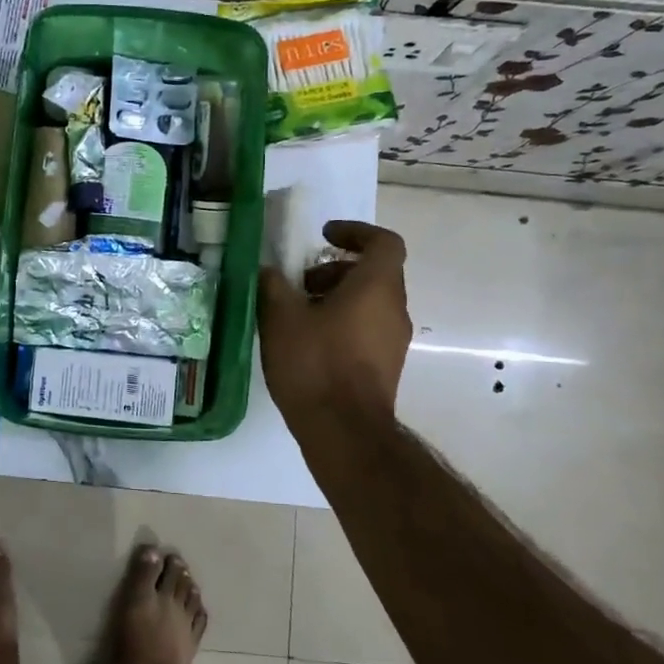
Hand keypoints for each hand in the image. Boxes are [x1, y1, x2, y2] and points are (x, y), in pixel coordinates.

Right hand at [258, 220, 411, 427]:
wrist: (344, 431)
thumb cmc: (315, 363)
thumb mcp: (281, 317)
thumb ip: (274, 285)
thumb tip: (269, 271)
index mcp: (377, 287)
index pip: (384, 242)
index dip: (356, 232)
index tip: (324, 235)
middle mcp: (394, 309)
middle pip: (375, 273)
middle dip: (336, 269)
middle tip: (301, 282)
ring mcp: (393, 341)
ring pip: (370, 302)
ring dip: (337, 297)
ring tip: (298, 314)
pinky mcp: (386, 366)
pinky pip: (367, 328)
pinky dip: (343, 322)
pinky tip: (308, 342)